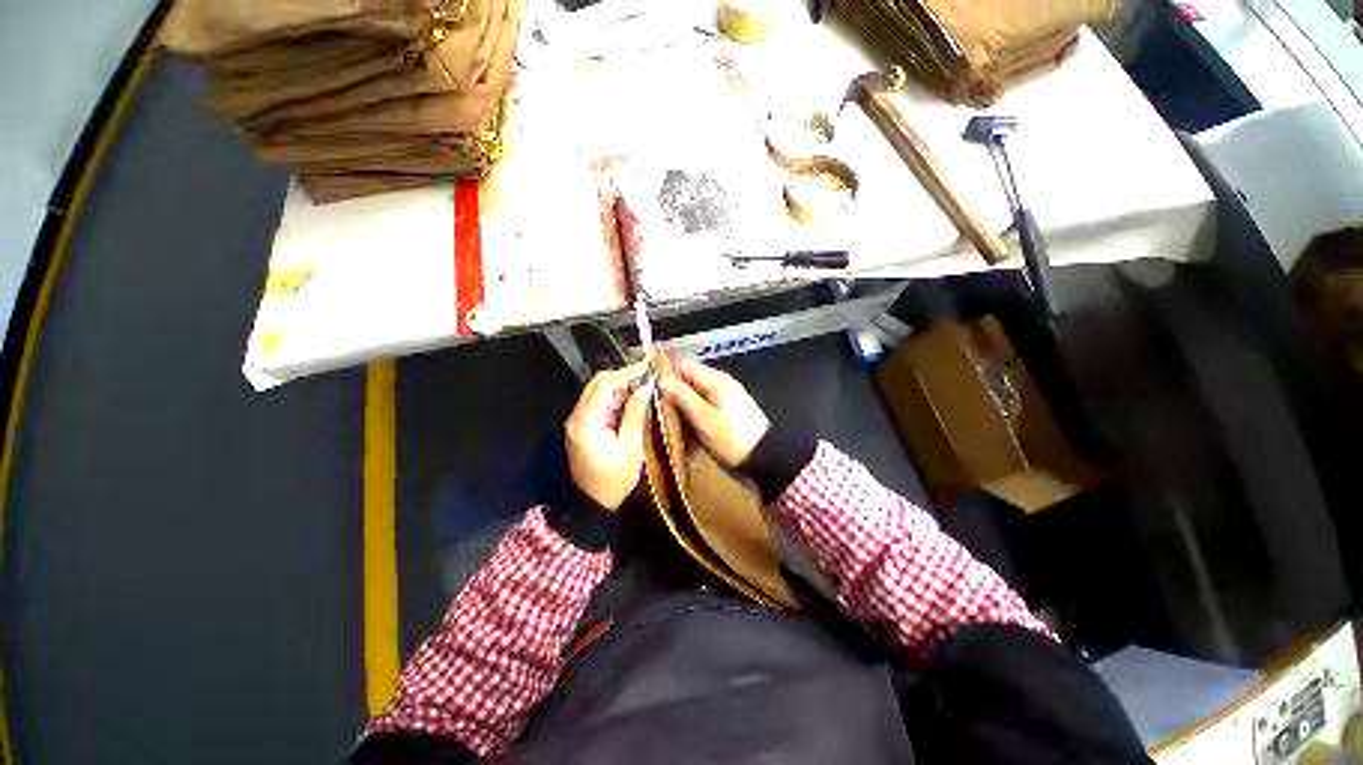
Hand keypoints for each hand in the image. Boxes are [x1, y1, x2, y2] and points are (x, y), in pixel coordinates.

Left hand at [564, 362, 651, 509]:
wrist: (591, 504)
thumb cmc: (613, 480)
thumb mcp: (630, 448)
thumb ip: (635, 414)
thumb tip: (645, 387)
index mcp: (587, 421)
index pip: (606, 385)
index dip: (627, 373)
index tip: (648, 369)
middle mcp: (577, 415)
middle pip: (599, 383)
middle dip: (624, 376)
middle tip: (648, 376)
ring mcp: (578, 420)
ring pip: (598, 390)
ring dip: (620, 385)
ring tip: (644, 384)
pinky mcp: (583, 425)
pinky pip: (599, 402)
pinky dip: (615, 396)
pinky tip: (632, 398)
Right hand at [658, 359, 769, 466]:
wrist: (766, 456)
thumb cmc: (733, 438)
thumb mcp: (704, 419)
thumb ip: (683, 397)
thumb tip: (662, 379)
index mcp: (714, 380)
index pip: (682, 366)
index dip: (666, 375)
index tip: (651, 392)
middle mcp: (718, 382)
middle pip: (688, 379)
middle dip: (673, 393)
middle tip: (659, 412)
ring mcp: (724, 394)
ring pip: (694, 393)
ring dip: (682, 406)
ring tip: (671, 423)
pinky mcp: (726, 407)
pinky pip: (703, 404)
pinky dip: (694, 414)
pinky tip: (688, 430)